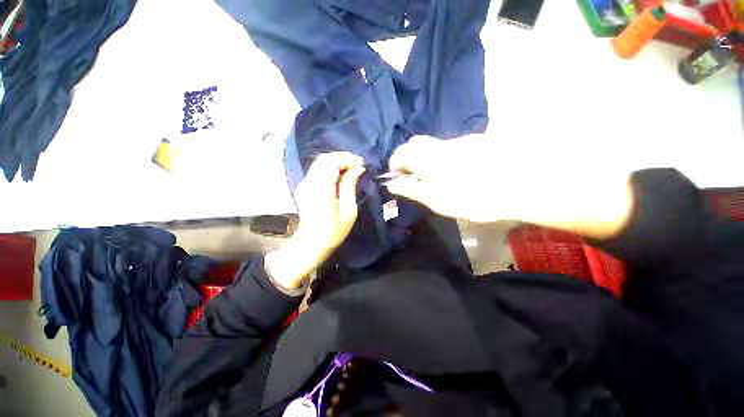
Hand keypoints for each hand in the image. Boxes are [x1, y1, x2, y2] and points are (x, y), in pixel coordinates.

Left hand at [266, 152, 365, 289]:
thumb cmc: (333, 232)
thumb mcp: (348, 212)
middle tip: (358, 165)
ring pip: (320, 161)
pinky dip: (331, 166)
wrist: (311, 243)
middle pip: (324, 158)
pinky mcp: (304, 186)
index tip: (361, 165)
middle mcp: (309, 183)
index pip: (331, 163)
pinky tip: (341, 174)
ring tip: (352, 168)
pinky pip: (318, 168)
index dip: (347, 159)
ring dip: (337, 161)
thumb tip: (358, 169)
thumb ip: (350, 187)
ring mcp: (304, 184)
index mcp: (321, 191)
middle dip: (343, 157)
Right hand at [387, 135, 633, 238]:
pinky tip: (455, 173)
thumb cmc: (473, 197)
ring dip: (425, 158)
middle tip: (411, 177)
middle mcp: (440, 145)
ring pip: (433, 146)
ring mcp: (459, 142)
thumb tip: (393, 185)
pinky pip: (448, 148)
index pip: (401, 152)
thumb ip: (412, 190)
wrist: (524, 185)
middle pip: (415, 143)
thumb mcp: (437, 200)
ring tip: (434, 178)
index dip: (393, 163)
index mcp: (428, 158)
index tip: (394, 176)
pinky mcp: (475, 144)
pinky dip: (442, 158)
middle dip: (407, 157)